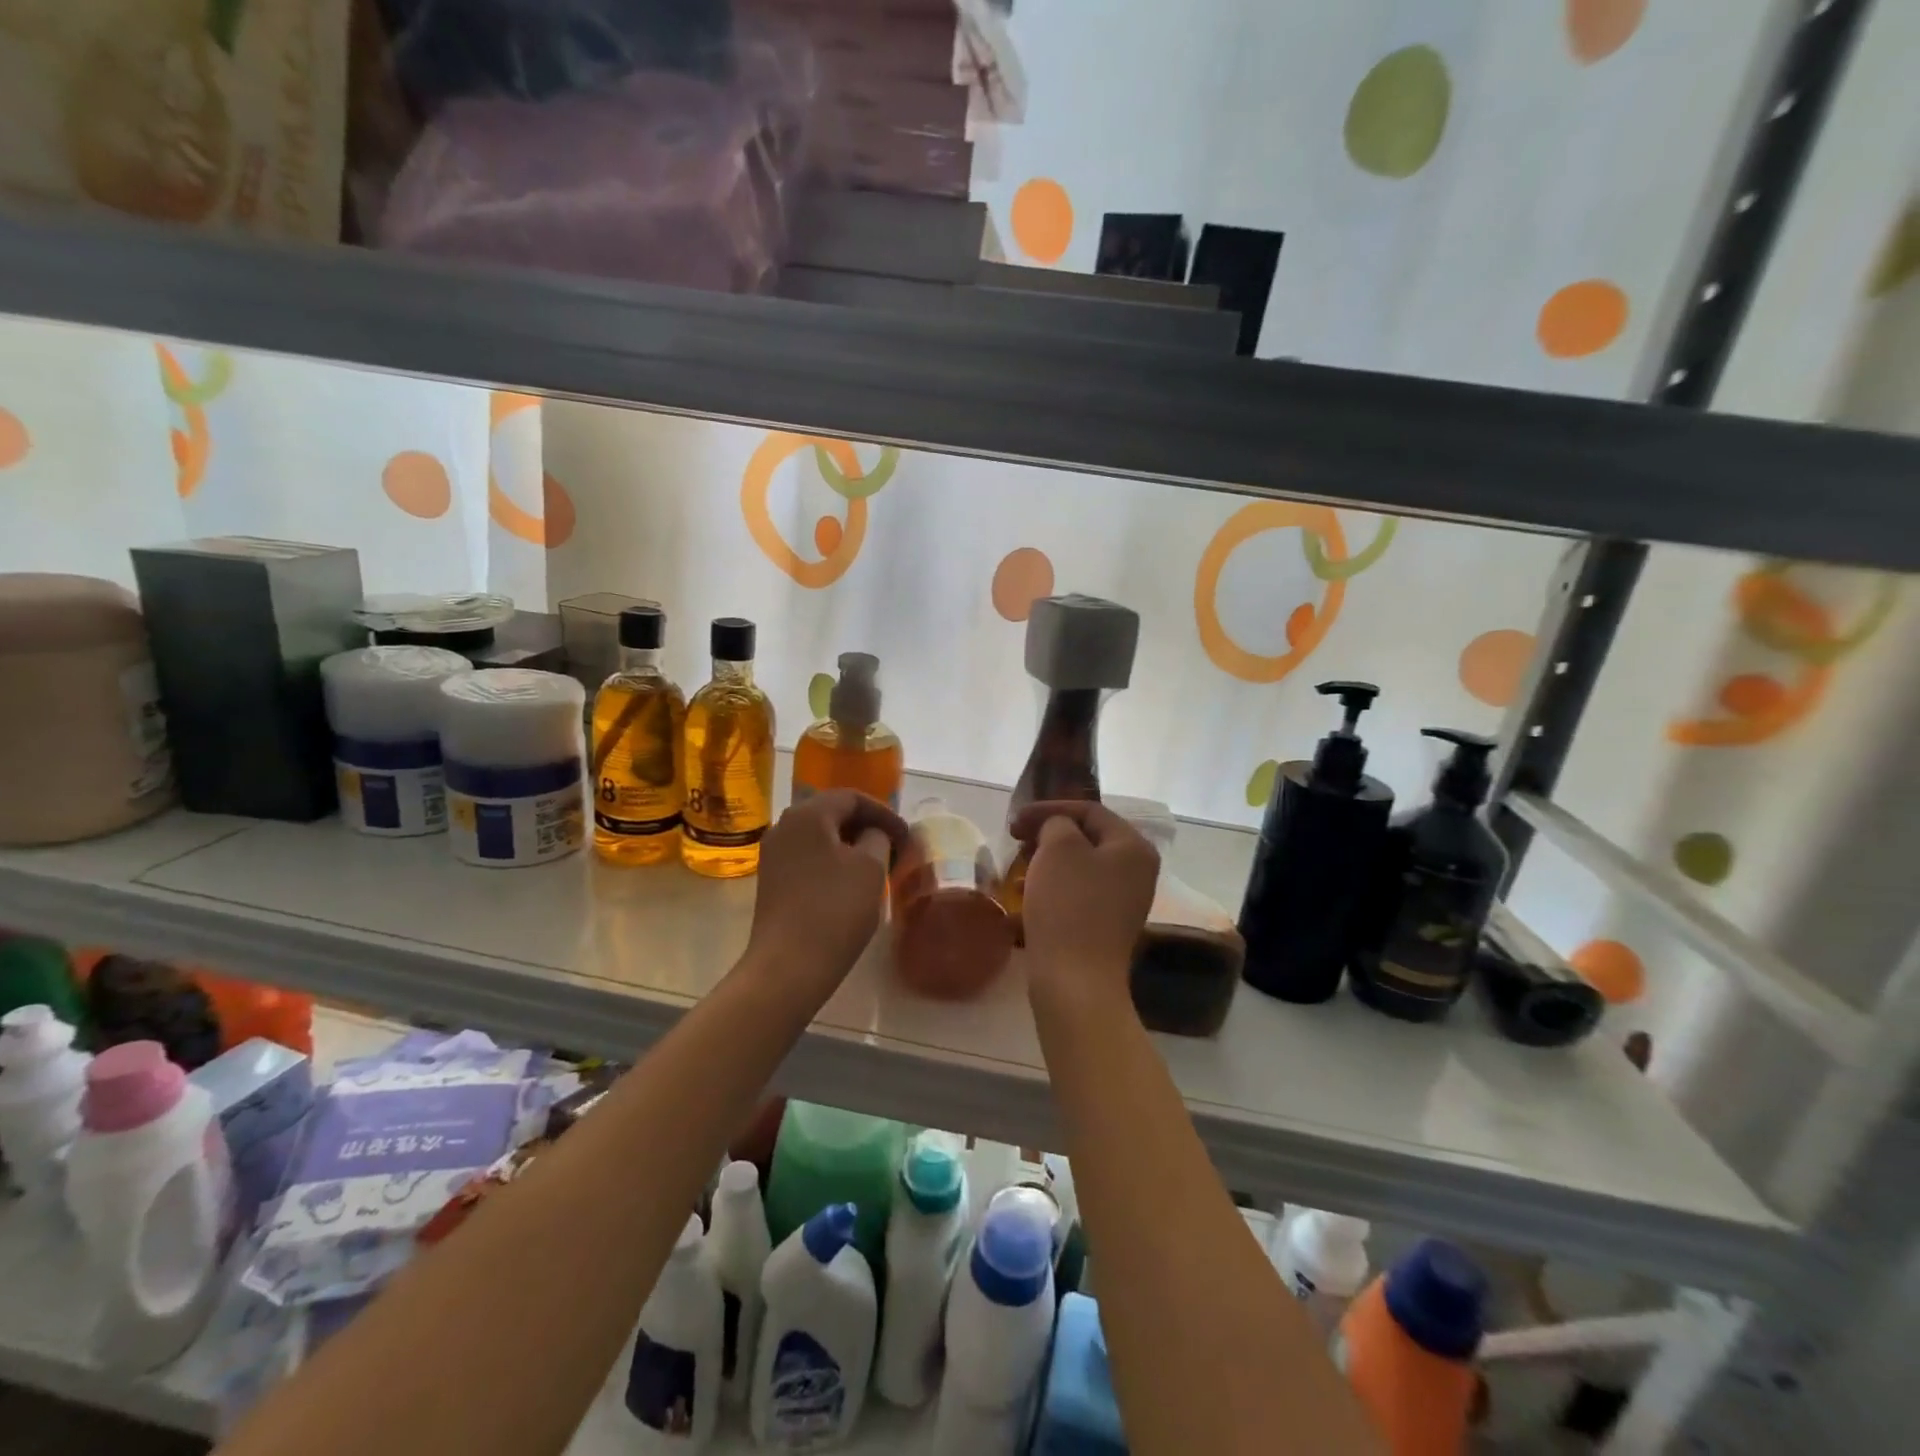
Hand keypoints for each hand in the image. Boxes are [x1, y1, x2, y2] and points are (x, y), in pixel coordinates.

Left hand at [746, 790, 908, 994]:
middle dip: (867, 827)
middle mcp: (784, 826)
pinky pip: (808, 857)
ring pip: (820, 836)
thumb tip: (873, 834)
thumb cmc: (835, 909)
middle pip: (833, 813)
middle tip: (895, 848)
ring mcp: (774, 855)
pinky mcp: (772, 881)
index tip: (906, 836)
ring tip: (877, 866)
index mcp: (807, 814)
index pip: (852, 797)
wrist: (789, 966)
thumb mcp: (870, 867)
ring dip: (850, 846)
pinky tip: (851, 883)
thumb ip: (878, 838)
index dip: (884, 813)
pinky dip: (833, 862)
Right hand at [1009, 801, 1159, 1011]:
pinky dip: (1051, 890)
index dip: (1049, 808)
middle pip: (1087, 839)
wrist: (1076, 981)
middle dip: (1047, 837)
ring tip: (1016, 872)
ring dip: (1046, 864)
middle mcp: (1136, 872)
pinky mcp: (1106, 927)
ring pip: (1079, 868)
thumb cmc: (1068, 905)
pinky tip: (1024, 900)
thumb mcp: (1058, 849)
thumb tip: (1058, 829)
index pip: (1090, 811)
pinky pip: (1077, 896)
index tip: (1015, 821)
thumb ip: (1057, 824)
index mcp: (1133, 847)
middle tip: (1016, 842)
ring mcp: (1124, 902)